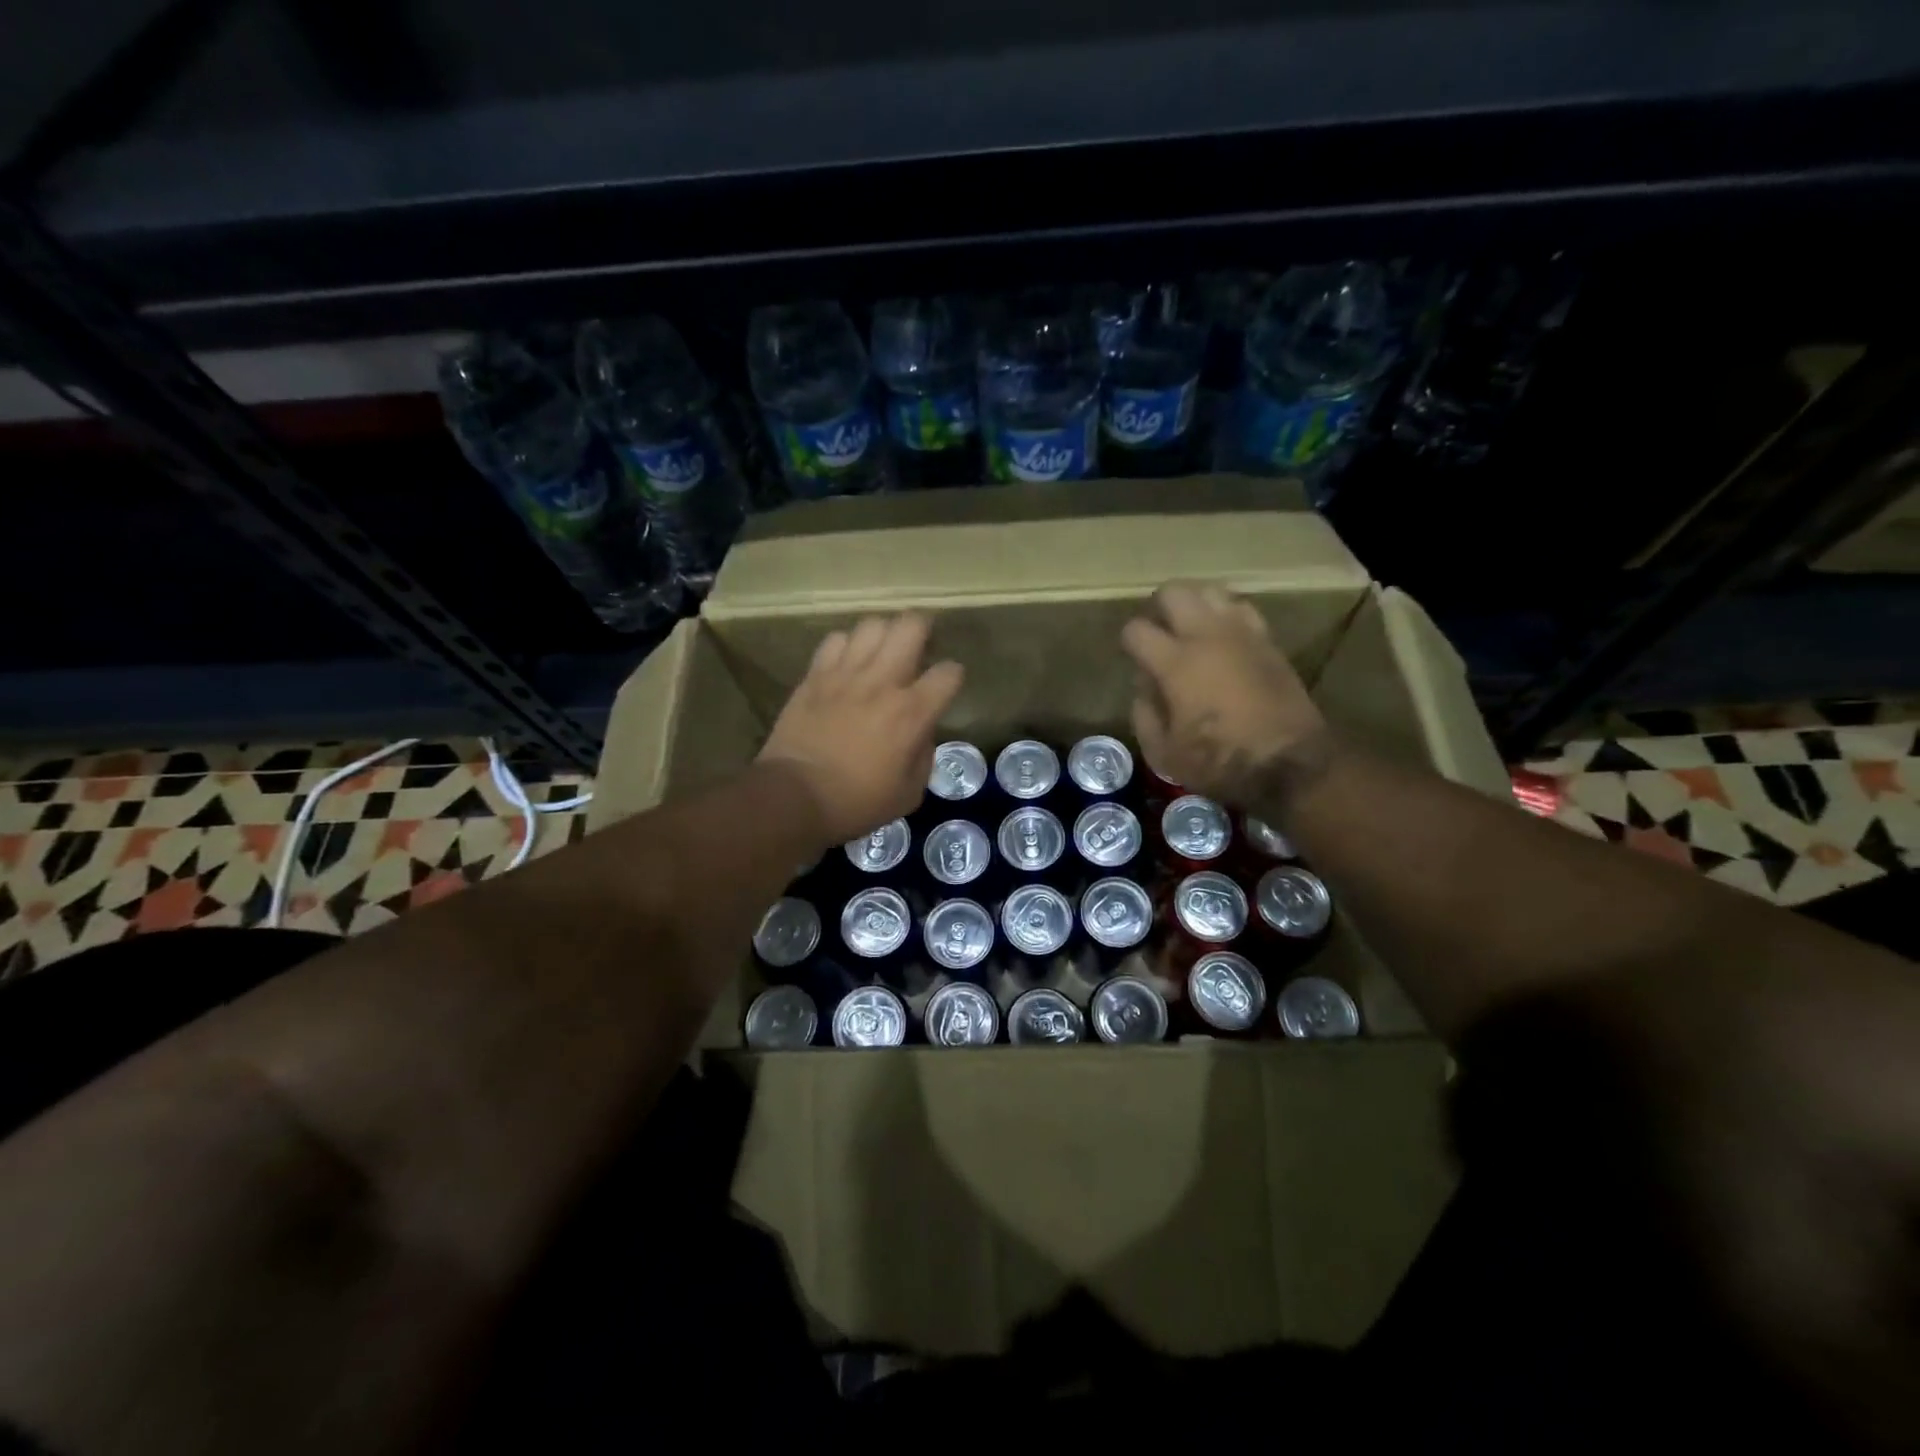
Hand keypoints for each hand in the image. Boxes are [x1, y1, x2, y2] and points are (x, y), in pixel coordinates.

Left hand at [759, 613, 963, 845]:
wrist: (794, 797)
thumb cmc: (856, 803)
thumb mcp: (908, 793)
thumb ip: (923, 756)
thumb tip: (920, 733)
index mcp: (912, 713)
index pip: (949, 672)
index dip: (953, 676)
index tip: (946, 687)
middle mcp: (882, 682)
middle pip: (911, 626)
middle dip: (923, 631)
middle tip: (920, 646)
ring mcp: (845, 674)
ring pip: (873, 625)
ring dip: (884, 634)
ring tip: (882, 651)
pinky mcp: (815, 675)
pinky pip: (836, 639)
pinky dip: (847, 646)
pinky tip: (847, 663)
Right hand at [1119, 582, 1328, 804]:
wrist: (1289, 763)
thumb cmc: (1220, 762)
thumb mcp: (1164, 754)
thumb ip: (1145, 715)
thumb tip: (1144, 689)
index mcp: (1174, 663)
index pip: (1136, 630)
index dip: (1129, 642)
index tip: (1134, 658)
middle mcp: (1206, 636)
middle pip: (1174, 592)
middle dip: (1159, 608)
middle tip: (1160, 632)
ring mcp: (1240, 633)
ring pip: (1210, 590)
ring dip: (1195, 605)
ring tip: (1192, 629)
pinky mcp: (1268, 640)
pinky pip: (1241, 608)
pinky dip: (1226, 615)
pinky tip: (1224, 638)